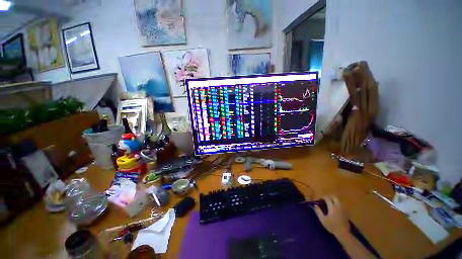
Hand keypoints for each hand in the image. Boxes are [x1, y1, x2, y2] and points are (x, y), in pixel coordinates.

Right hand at [314, 195, 349, 237]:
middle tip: (325, 199)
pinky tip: (334, 208)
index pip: (327, 198)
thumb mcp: (323, 219)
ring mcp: (342, 209)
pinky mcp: (345, 212)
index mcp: (332, 207)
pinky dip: (336, 204)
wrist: (343, 233)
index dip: (323, 197)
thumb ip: (318, 211)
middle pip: (334, 197)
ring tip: (329, 203)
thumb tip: (315, 205)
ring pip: (338, 200)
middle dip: (329, 197)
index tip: (320, 199)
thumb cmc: (332, 226)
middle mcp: (338, 206)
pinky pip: (340, 205)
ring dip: (333, 200)